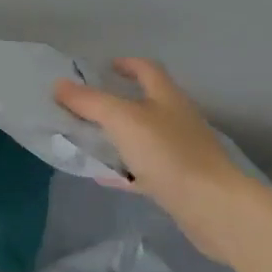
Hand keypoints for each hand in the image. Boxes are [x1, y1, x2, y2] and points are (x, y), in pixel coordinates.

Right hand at [55, 59, 242, 231]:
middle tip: (86, 108)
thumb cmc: (168, 153)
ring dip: (118, 137)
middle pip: (145, 103)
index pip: (147, 70)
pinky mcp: (179, 181)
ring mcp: (180, 151)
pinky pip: (145, 169)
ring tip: (89, 141)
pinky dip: (124, 170)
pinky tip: (105, 177)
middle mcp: (176, 119)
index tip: (104, 67)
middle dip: (116, 103)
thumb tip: (59, 84)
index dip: (126, 64)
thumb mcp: (121, 120)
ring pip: (143, 137)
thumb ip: (89, 102)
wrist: (212, 206)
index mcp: (167, 97)